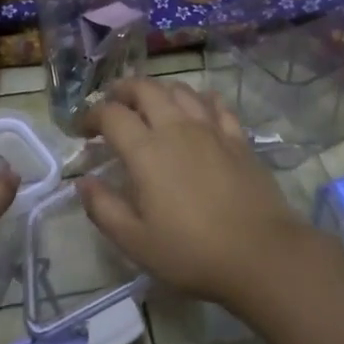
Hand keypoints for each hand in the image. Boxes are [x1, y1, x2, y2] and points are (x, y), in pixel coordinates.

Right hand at [78, 78, 319, 304]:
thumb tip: (84, 182)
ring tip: (150, 104)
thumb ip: (103, 208)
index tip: (83, 130)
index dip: (91, 115)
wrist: (260, 254)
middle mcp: (177, 128)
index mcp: (146, 151)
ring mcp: (212, 130)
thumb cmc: (191, 252)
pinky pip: (216, 104)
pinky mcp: (239, 139)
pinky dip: (199, 99)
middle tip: (112, 105)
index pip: (111, 114)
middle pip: (146, 89)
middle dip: (123, 90)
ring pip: (181, 90)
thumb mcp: (135, 241)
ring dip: (159, 90)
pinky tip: (197, 109)